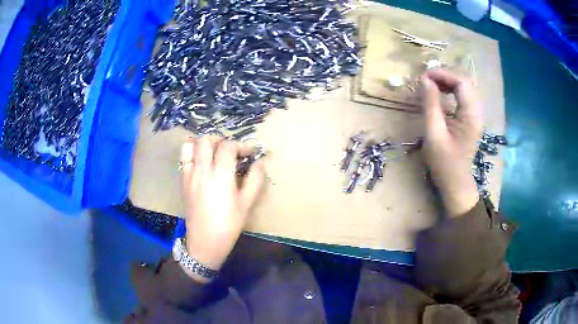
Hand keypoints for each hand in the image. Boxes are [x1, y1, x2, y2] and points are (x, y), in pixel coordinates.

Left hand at [180, 136, 264, 281]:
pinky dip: (192, 152)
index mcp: (221, 174)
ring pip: (191, 145)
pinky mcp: (182, 181)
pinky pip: (183, 158)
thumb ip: (255, 180)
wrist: (204, 242)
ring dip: (203, 143)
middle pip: (207, 140)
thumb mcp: (247, 204)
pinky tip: (201, 162)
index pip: (228, 147)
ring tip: (213, 152)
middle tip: (231, 151)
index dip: (241, 145)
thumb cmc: (228, 225)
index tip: (250, 153)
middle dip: (221, 140)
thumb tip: (259, 163)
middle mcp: (202, 169)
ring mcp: (190, 174)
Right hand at [421, 69, 481, 216]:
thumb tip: (424, 80)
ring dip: (448, 83)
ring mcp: (475, 117)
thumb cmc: (444, 163)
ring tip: (431, 85)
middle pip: (465, 83)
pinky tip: (440, 95)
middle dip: (445, 77)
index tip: (425, 76)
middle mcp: (476, 113)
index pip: (462, 83)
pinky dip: (451, 91)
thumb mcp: (433, 134)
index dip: (444, 75)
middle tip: (427, 80)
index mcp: (470, 116)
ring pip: (464, 89)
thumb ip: (430, 105)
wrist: (456, 184)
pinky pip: (463, 98)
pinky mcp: (470, 120)